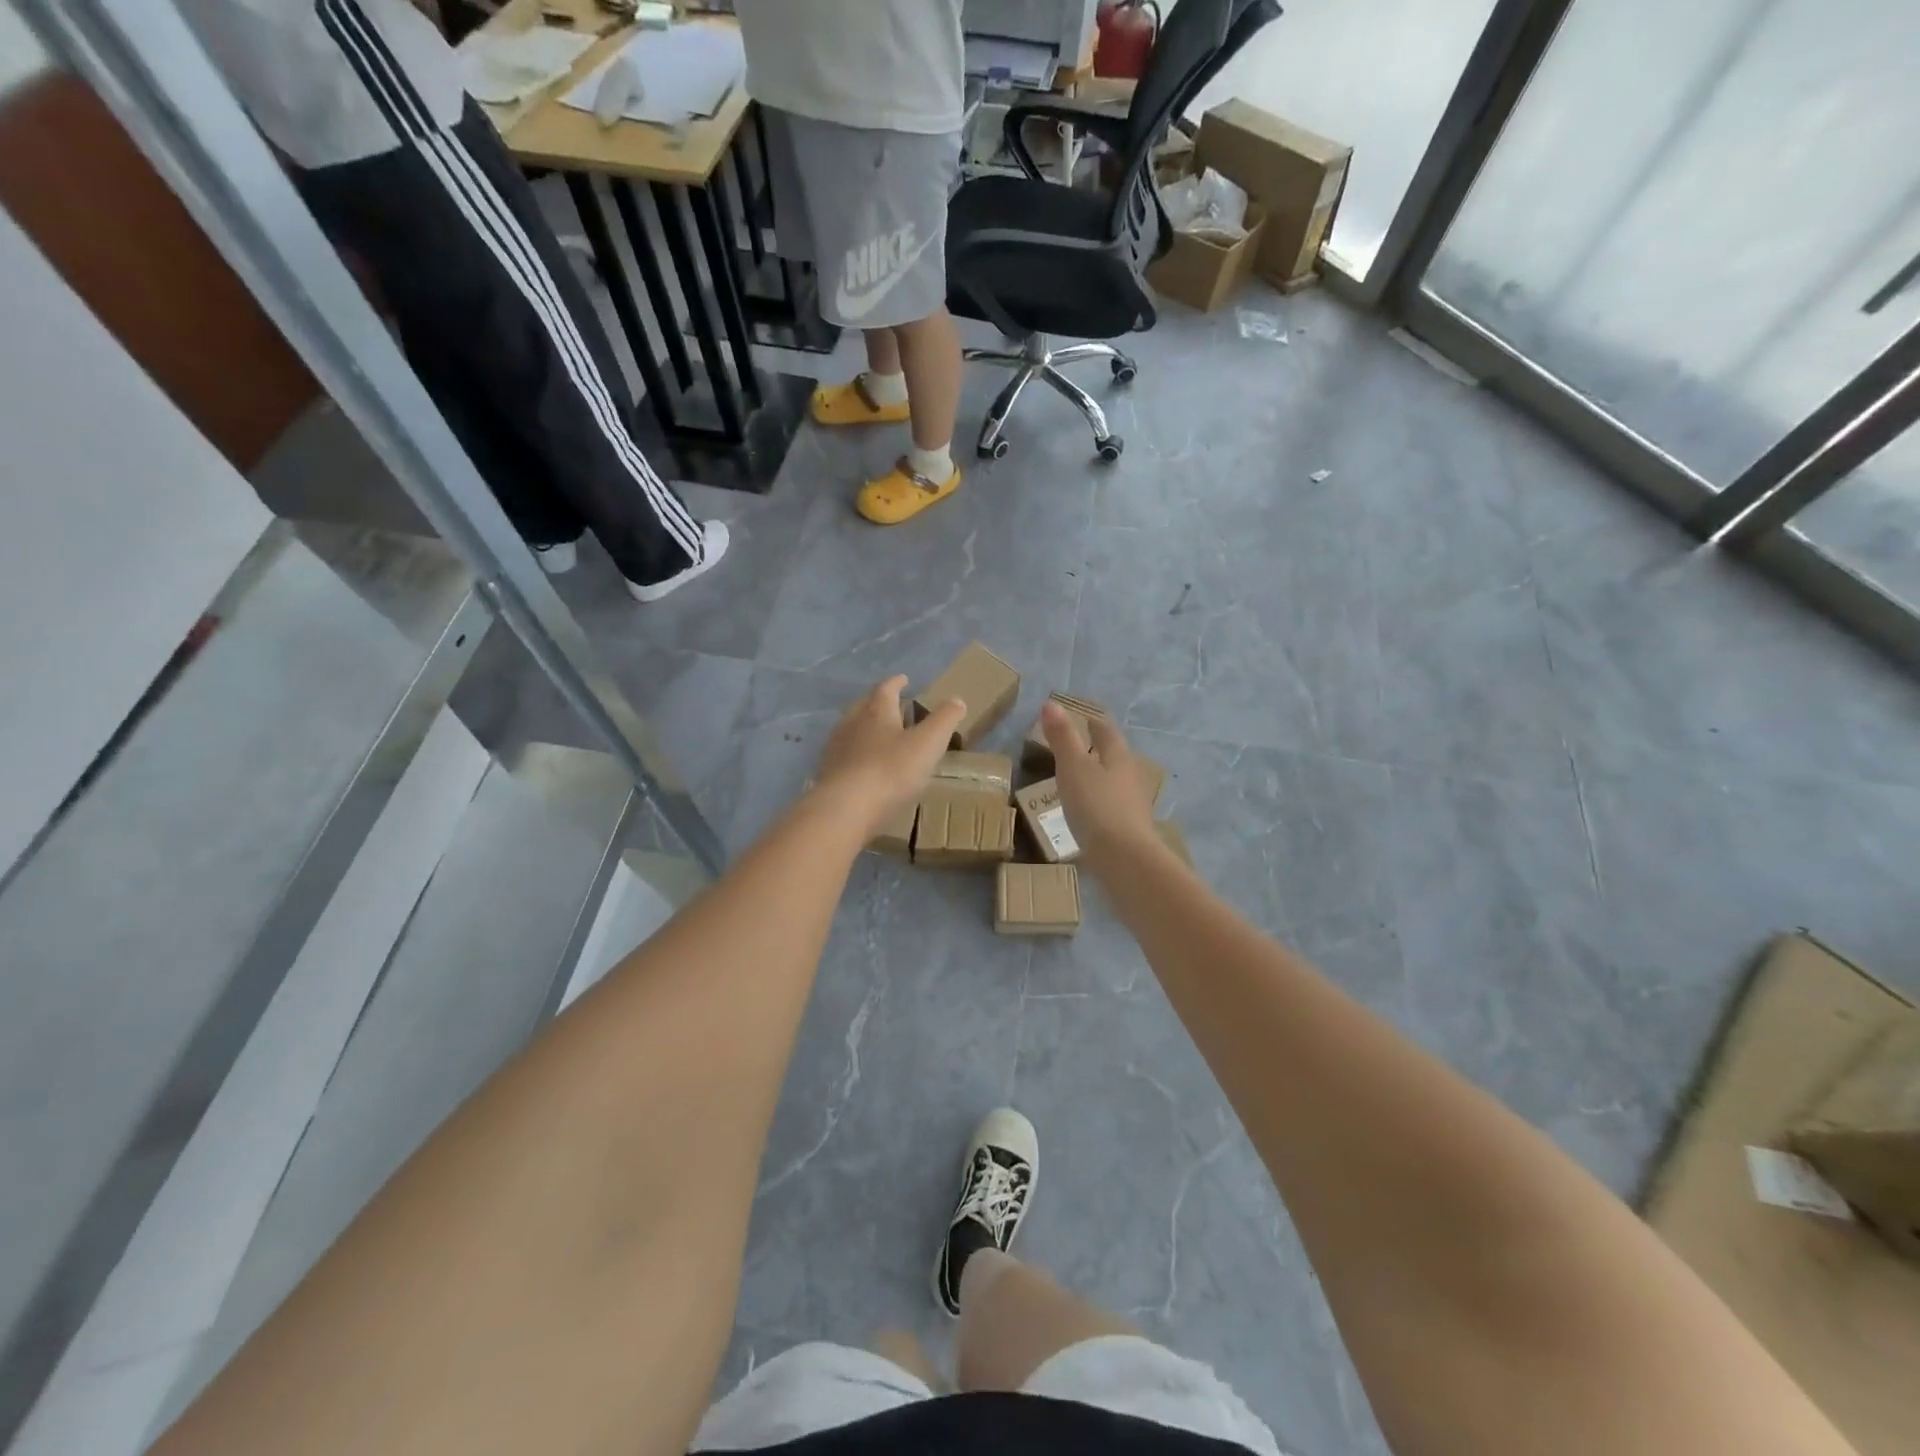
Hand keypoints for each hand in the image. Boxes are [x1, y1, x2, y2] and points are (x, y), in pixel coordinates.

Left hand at [811, 676, 964, 839]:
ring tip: (877, 734)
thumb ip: (944, 720)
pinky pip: (843, 754)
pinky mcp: (827, 772)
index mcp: (877, 711)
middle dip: (878, 702)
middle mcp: (852, 722)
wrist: (845, 808)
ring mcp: (836, 747)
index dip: (897, 683)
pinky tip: (862, 765)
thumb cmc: (891, 771)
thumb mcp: (928, 744)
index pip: (886, 688)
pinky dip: (855, 753)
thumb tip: (957, 700)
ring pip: (850, 729)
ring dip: (864, 727)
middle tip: (891, 704)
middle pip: (864, 705)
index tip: (904, 679)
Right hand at [1042, 703, 1159, 866]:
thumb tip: (1051, 703)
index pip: (1105, 731)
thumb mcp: (1072, 767)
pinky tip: (1087, 812)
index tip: (1080, 717)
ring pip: (1114, 782)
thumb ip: (1062, 737)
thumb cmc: (1096, 806)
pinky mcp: (1129, 829)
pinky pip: (1111, 807)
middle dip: (1097, 749)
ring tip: (1078, 779)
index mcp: (1118, 756)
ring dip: (1099, 777)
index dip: (1092, 722)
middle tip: (1077, 746)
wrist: (1124, 859)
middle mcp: (1130, 776)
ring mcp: (1132, 804)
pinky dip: (1098, 802)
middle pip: (1114, 756)